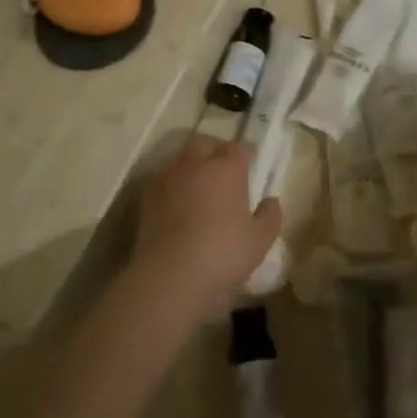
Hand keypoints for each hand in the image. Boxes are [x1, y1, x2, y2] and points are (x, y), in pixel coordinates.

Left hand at [132, 136, 282, 311]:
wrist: (171, 274)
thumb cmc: (224, 253)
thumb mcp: (261, 239)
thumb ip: (271, 215)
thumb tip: (270, 200)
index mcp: (227, 168)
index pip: (238, 147)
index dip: (246, 152)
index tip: (251, 161)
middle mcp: (196, 164)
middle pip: (205, 143)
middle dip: (215, 150)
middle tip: (223, 167)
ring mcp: (167, 176)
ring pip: (180, 158)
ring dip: (191, 164)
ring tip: (197, 183)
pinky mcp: (145, 194)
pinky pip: (161, 177)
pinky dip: (171, 182)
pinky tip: (175, 199)